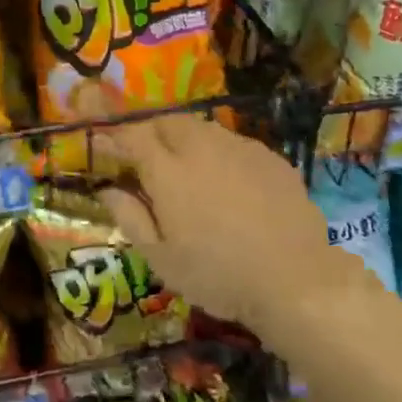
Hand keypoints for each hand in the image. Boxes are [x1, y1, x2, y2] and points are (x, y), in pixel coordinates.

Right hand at [95, 113, 378, 338]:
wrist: (295, 279)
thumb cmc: (218, 275)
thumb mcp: (162, 259)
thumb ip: (130, 218)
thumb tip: (107, 189)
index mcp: (168, 171)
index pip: (133, 136)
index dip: (116, 137)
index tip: (106, 146)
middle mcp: (201, 147)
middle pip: (167, 121)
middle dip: (150, 131)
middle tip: (146, 155)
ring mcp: (239, 148)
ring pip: (202, 128)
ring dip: (184, 138)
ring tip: (185, 166)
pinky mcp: (270, 157)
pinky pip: (234, 143)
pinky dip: (219, 152)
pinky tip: (226, 181)